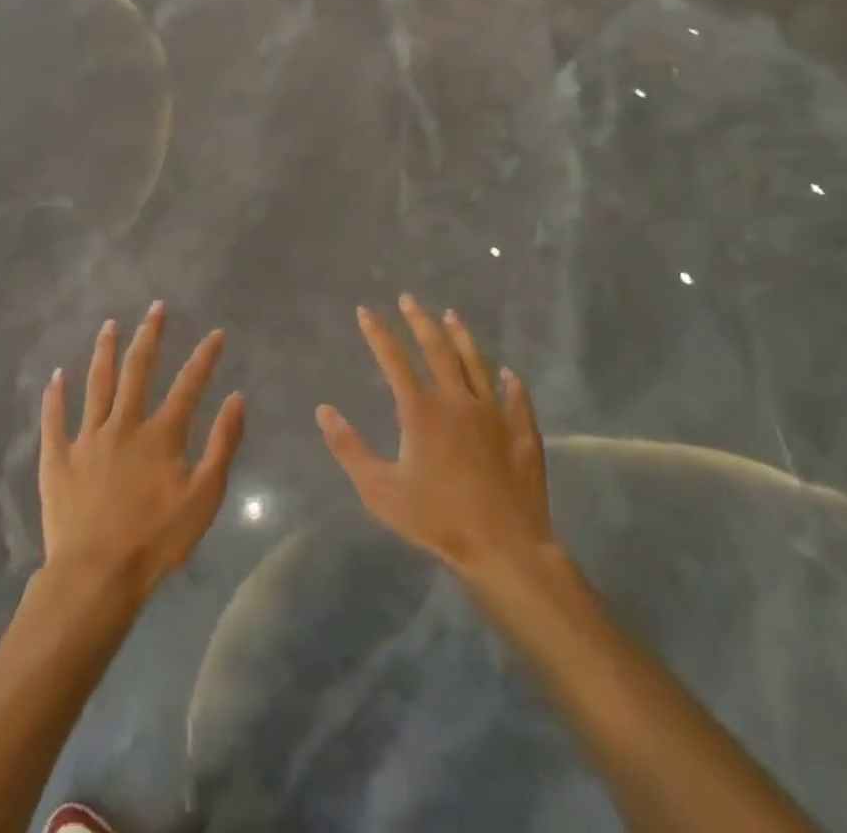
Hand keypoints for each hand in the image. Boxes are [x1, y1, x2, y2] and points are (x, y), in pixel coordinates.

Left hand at [39, 303, 244, 598]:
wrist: (96, 575)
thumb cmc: (156, 540)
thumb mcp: (204, 497)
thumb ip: (222, 445)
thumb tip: (235, 398)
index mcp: (161, 434)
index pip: (189, 384)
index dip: (205, 356)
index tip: (215, 333)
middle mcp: (124, 424)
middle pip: (138, 370)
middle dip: (150, 335)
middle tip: (156, 308)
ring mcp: (88, 438)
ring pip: (97, 384)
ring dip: (105, 352)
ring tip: (109, 325)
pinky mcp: (58, 458)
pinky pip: (54, 419)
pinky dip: (55, 396)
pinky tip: (56, 376)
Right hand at [318, 296, 553, 578]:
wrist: (505, 547)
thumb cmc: (437, 519)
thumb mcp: (380, 490)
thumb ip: (350, 449)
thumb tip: (324, 410)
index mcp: (421, 411)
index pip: (394, 360)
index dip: (378, 333)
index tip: (365, 310)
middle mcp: (458, 400)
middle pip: (437, 349)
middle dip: (419, 321)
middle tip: (409, 299)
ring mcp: (494, 413)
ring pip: (476, 363)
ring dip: (462, 337)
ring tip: (452, 315)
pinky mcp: (522, 432)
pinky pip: (516, 397)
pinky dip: (510, 381)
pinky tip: (508, 372)